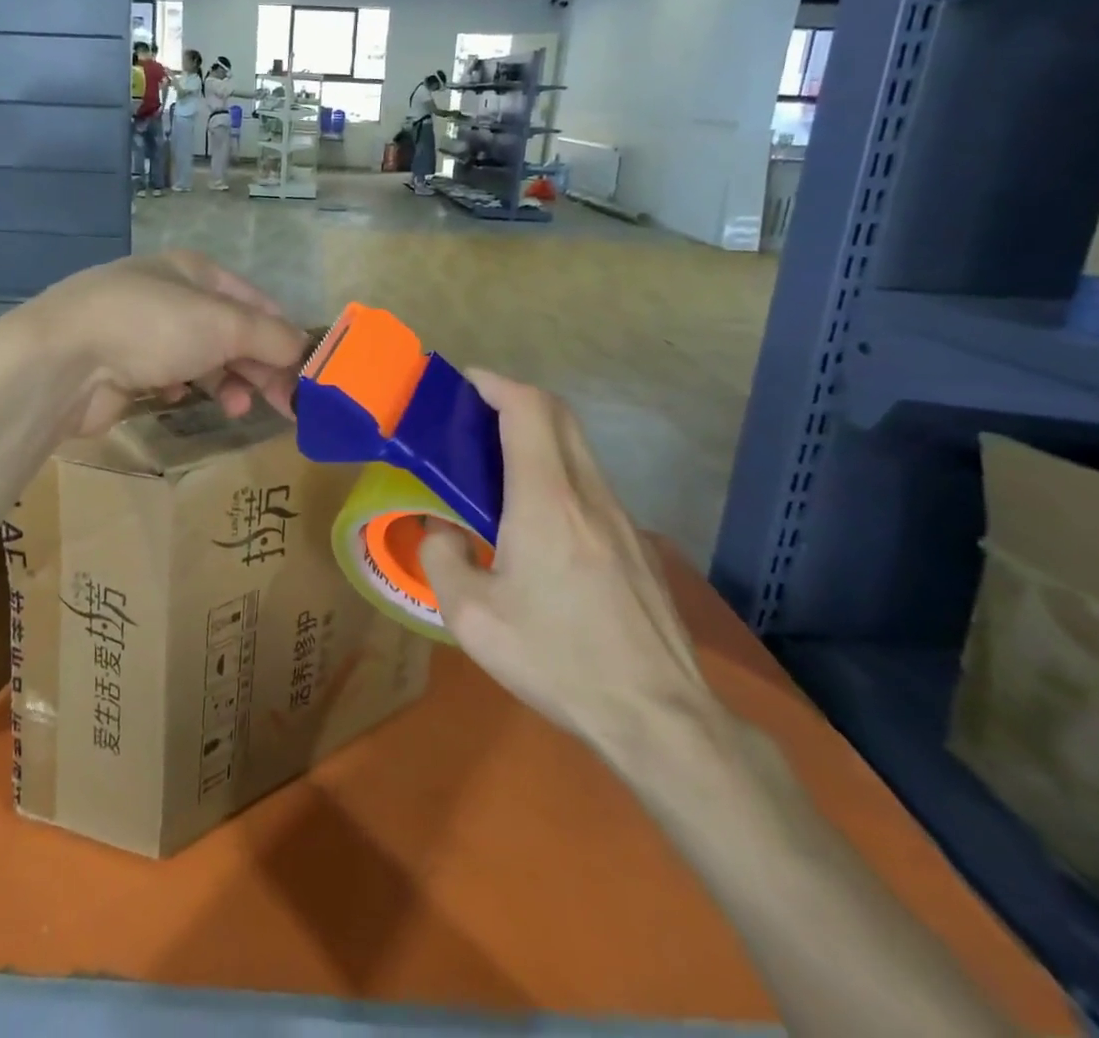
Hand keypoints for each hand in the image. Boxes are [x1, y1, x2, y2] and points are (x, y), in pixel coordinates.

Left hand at [21, 252, 307, 437]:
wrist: (63, 360)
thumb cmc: (152, 327)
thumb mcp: (224, 324)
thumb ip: (271, 337)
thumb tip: (303, 351)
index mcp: (193, 270)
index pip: (254, 300)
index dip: (283, 334)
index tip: (305, 373)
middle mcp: (168, 294)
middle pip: (229, 331)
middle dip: (258, 365)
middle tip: (285, 405)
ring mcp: (141, 330)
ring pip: (200, 356)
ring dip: (225, 381)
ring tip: (236, 408)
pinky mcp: (121, 366)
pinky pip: (167, 376)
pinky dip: (182, 387)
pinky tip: (178, 398)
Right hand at [417, 371, 719, 767]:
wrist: (659, 717)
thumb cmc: (558, 660)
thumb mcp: (473, 617)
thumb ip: (442, 559)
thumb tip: (440, 530)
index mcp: (546, 501)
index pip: (528, 409)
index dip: (495, 383)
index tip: (464, 382)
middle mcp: (589, 495)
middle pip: (559, 415)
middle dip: (514, 399)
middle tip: (472, 417)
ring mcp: (621, 519)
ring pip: (577, 449)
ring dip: (536, 436)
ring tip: (494, 466)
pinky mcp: (637, 545)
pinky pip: (590, 484)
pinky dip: (556, 471)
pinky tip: (534, 519)